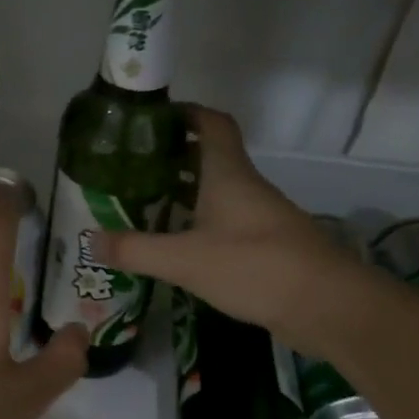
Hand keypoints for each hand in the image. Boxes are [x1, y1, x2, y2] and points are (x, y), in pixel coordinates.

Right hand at [93, 107, 348, 333]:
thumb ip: (135, 249)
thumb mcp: (184, 259)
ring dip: (185, 192)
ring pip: (218, 191)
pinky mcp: (268, 245)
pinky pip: (227, 221)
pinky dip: (200, 222)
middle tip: (132, 168)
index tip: (151, 119)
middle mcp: (245, 186)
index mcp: (227, 173)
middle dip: (172, 157)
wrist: (328, 306)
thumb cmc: (254, 266)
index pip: (210, 123)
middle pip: (209, 156)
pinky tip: (179, 244)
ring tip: (145, 205)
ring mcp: (260, 216)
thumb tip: (91, 240)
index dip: (185, 113)